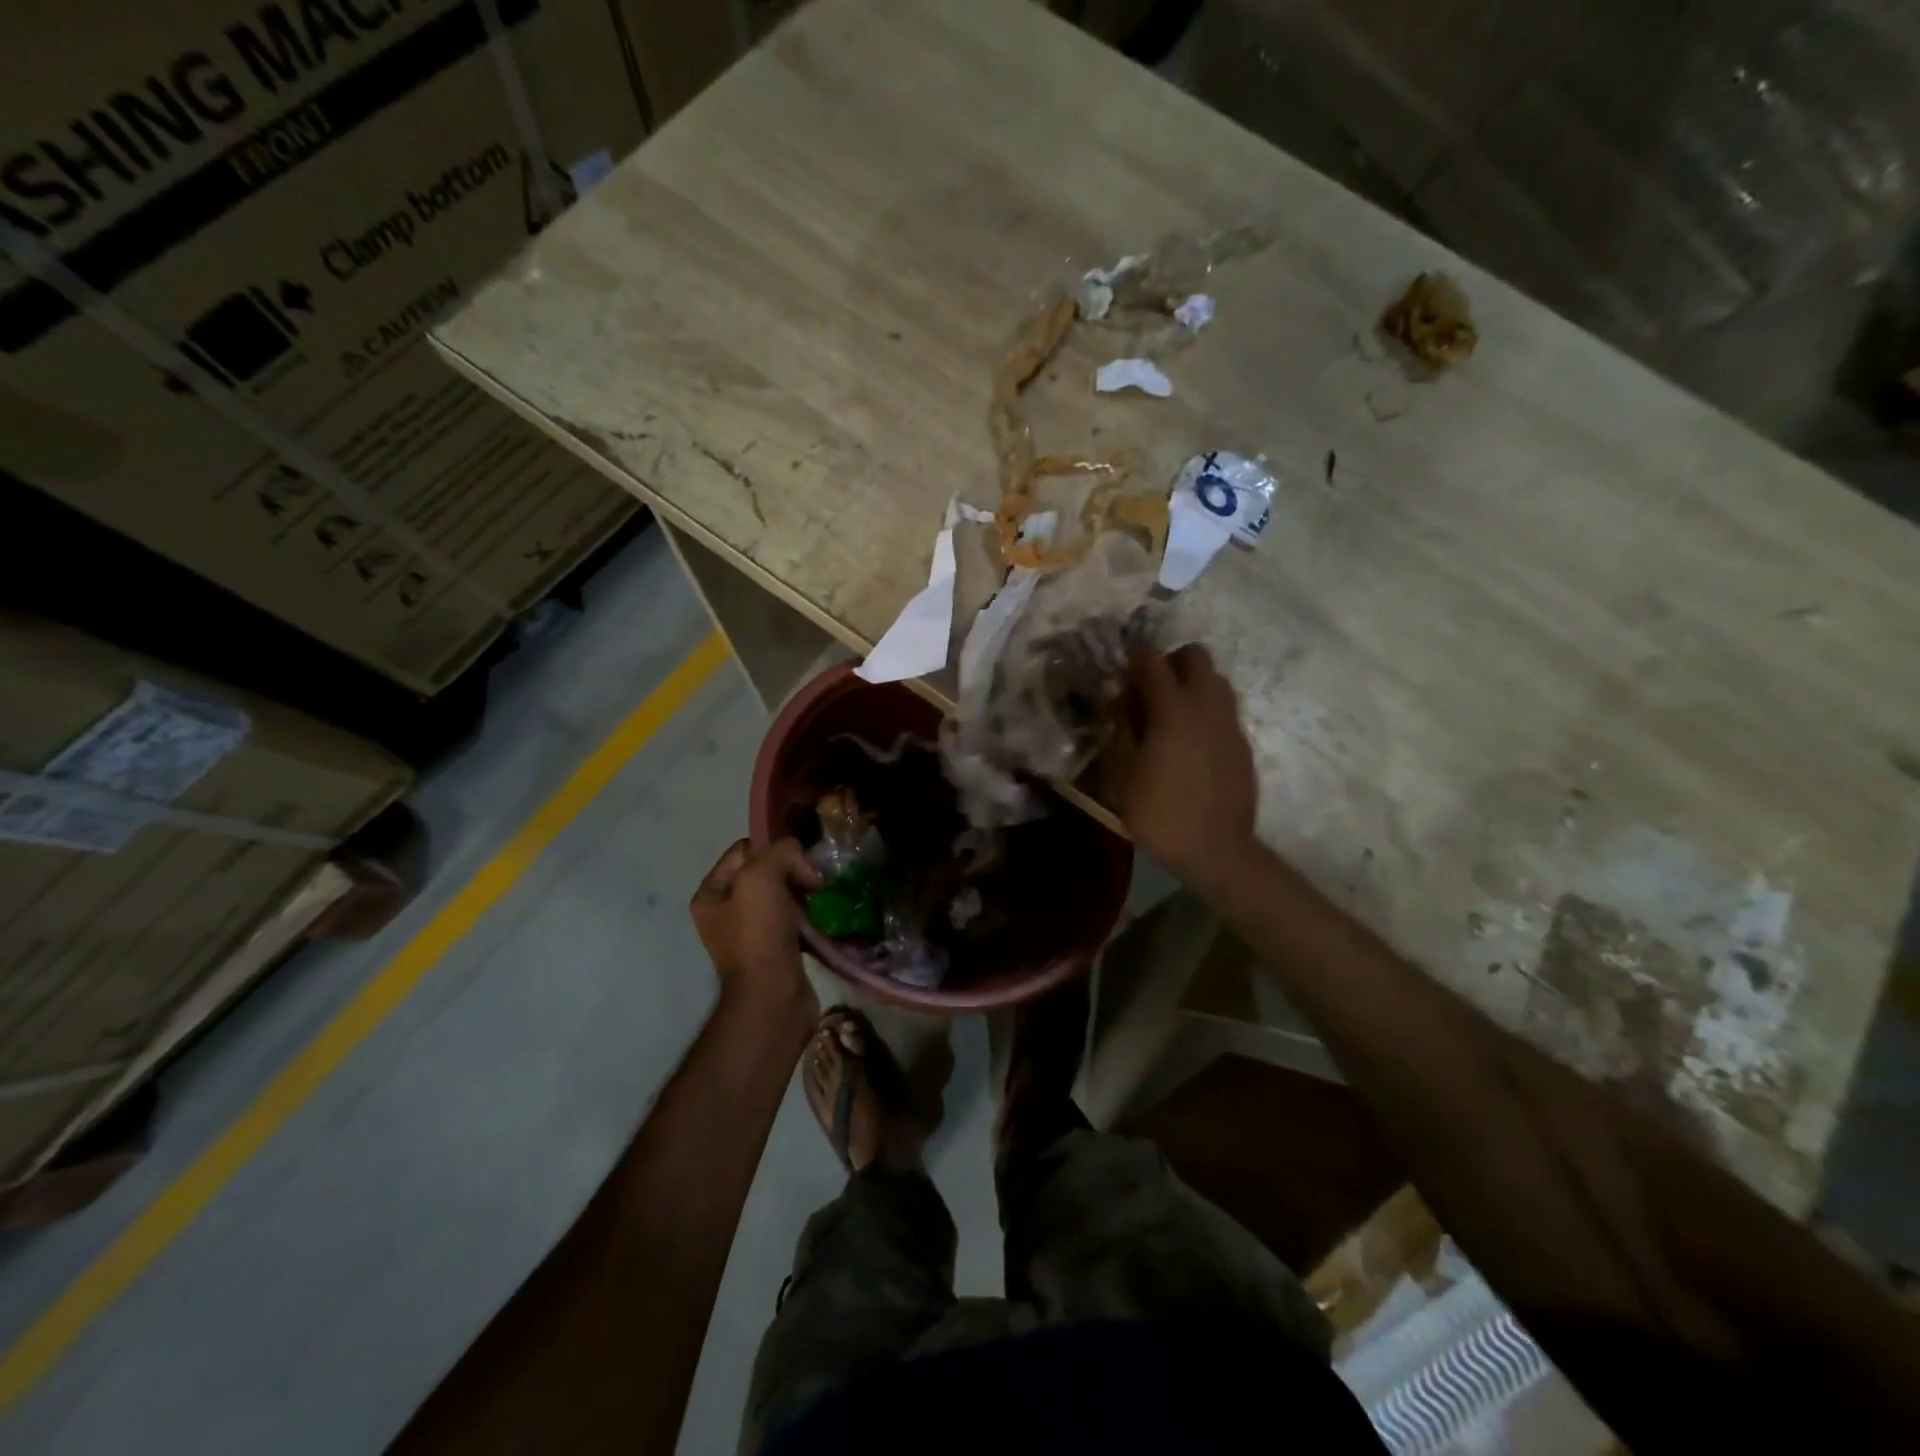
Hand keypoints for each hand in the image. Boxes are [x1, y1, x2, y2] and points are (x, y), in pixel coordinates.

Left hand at [691, 838, 821, 1017]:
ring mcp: (750, 933)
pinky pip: (794, 920)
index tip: (799, 862)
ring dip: (804, 894)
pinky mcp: (775, 950)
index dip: (773, 848)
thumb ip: (780, 852)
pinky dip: (809, 916)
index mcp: (711, 893)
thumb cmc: (759, 934)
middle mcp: (726, 911)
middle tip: (815, 883)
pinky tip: (823, 918)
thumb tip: (800, 859)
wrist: (772, 998)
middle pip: (766, 872)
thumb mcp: (761, 877)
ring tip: (823, 899)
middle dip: (793, 871)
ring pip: (784, 895)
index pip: (745, 849)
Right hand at [1104, 644, 1258, 888]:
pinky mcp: (1242, 742)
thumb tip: (1117, 695)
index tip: (1120, 682)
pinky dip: (1205, 712)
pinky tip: (1189, 745)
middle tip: (1148, 694)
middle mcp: (1206, 703)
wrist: (1216, 849)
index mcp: (1173, 707)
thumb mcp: (1121, 771)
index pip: (1151, 658)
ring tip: (1170, 718)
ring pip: (1214, 679)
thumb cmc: (1159, 811)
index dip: (1132, 662)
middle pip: (1194, 655)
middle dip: (1169, 664)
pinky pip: (1223, 709)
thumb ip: (1119, 725)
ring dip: (1191, 685)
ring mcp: (1229, 722)